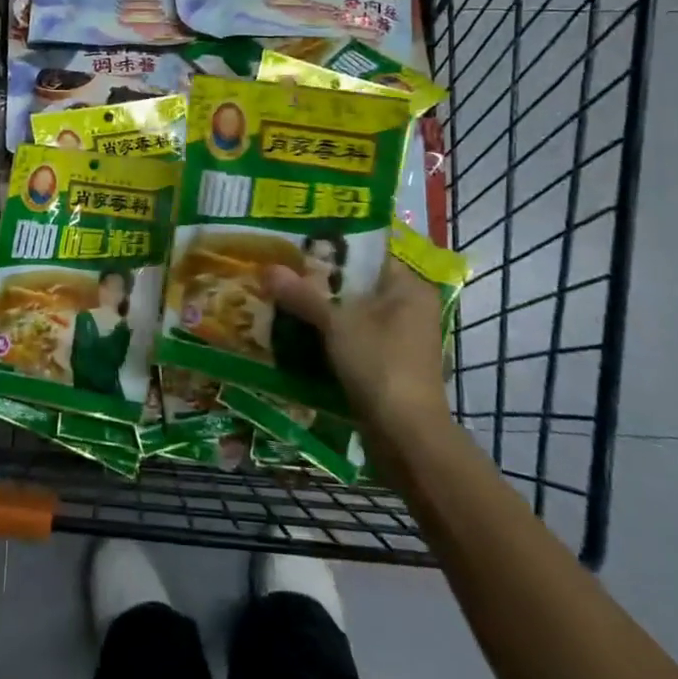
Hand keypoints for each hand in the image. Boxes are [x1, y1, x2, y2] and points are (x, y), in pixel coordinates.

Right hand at [264, 254, 450, 443]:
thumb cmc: (379, 364)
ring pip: (353, 312)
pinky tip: (297, 331)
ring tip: (281, 297)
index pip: (367, 254)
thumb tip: (268, 268)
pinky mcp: (389, 364)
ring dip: (321, 309)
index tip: (296, 243)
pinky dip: (329, 334)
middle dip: (320, 281)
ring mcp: (401, 338)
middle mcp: (410, 307)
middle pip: (357, 284)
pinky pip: (354, 337)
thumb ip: (303, 295)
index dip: (331, 247)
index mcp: (408, 287)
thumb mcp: (336, 324)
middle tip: (281, 270)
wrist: (406, 436)